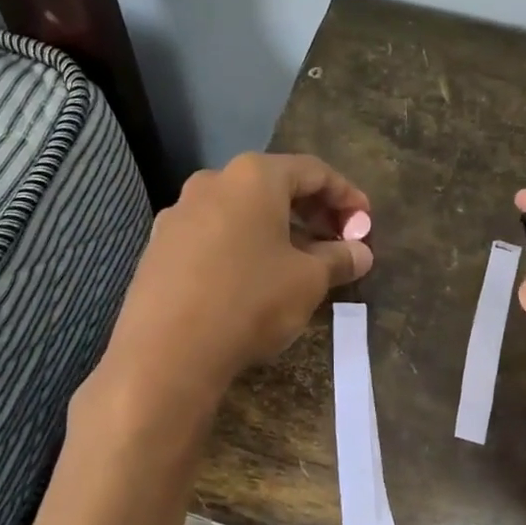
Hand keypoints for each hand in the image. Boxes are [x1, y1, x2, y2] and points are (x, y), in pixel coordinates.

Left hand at [104, 154, 372, 402]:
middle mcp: (212, 182)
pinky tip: (253, 278)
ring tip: (298, 264)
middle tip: (337, 243)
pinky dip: (242, 247)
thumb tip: (361, 253)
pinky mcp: (159, 247)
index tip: (366, 223)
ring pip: (241, 212)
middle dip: (312, 213)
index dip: (346, 196)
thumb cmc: (250, 301)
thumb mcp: (308, 281)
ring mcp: (179, 214)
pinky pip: (213, 235)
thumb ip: (339, 259)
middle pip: (274, 187)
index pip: (313, 171)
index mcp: (253, 176)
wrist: (165, 352)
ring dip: (276, 231)